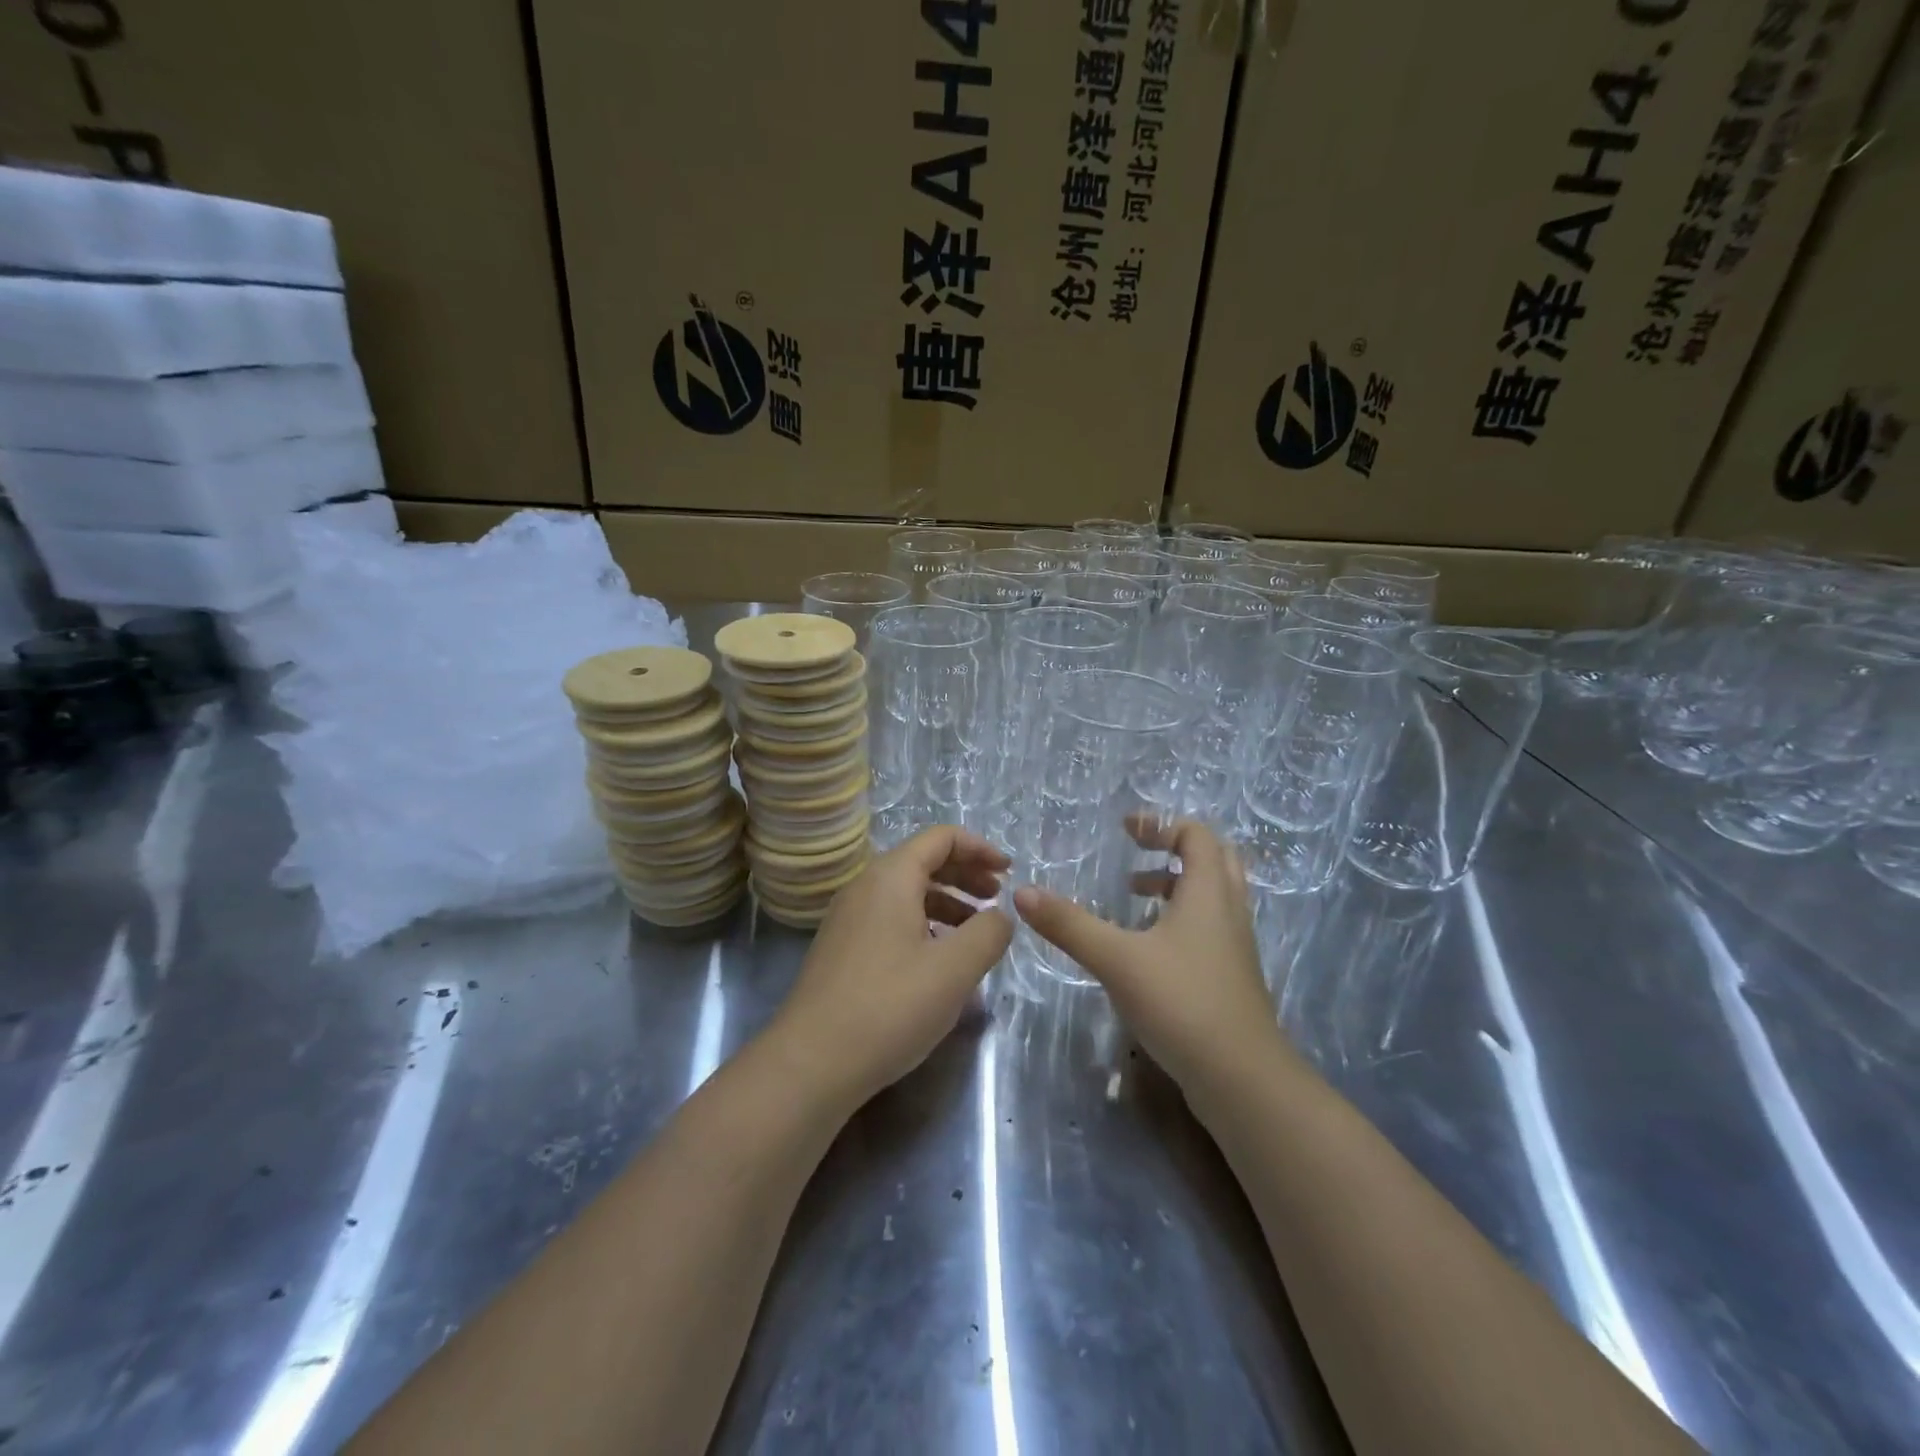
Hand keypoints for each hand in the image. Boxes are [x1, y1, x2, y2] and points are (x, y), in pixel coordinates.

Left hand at [769, 826, 1013, 1108]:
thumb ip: (989, 932)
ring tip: (976, 933)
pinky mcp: (842, 951)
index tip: (1010, 872)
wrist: (810, 1064)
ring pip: (907, 894)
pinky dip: (924, 926)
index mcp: (890, 877)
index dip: (980, 848)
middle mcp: (865, 887)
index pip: (941, 838)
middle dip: (966, 874)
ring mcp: (848, 920)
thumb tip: (1000, 916)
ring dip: (947, 903)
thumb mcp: (954, 969)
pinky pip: (891, 920)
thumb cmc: (889, 1007)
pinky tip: (940, 962)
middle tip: (997, 899)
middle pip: (923, 862)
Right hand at [1013, 817, 1285, 1096]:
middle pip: (1215, 858)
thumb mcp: (1117, 960)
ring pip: (1212, 895)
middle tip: (1137, 856)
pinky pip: (1209, 927)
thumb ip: (1070, 925)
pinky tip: (1147, 947)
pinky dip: (1181, 918)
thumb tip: (1022, 893)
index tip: (1125, 830)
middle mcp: (1228, 910)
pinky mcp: (1231, 976)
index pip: (1196, 835)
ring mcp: (1234, 946)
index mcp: (1208, 893)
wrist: (1241, 1079)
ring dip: (1176, 885)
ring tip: (1133, 896)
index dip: (1161, 825)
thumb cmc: (1182, 1003)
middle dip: (1175, 849)